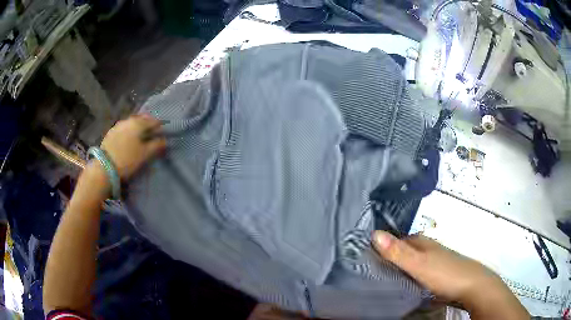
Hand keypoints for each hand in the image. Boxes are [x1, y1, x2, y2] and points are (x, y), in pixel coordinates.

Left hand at [99, 114, 166, 180]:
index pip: (154, 121)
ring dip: (138, 128)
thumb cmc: (127, 160)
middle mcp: (128, 120)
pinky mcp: (110, 132)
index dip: (160, 127)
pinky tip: (129, 140)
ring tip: (141, 138)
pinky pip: (124, 128)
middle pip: (142, 119)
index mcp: (138, 123)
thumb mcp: (145, 154)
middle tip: (152, 134)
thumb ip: (157, 145)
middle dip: (148, 125)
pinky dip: (129, 132)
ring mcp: (118, 125)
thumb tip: (165, 140)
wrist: (104, 167)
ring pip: (132, 123)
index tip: (163, 135)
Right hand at [372, 231, 528, 318]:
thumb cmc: (445, 273)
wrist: (472, 286)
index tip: (365, 257)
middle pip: (405, 250)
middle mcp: (429, 248)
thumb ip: (398, 252)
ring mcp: (435, 262)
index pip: (398, 239)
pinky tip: (404, 287)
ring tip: (382, 281)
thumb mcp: (419, 264)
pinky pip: (418, 273)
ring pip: (412, 263)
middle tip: (370, 272)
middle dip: (389, 258)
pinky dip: (408, 277)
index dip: (383, 246)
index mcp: (423, 242)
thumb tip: (373, 233)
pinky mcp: (438, 275)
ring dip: (399, 269)